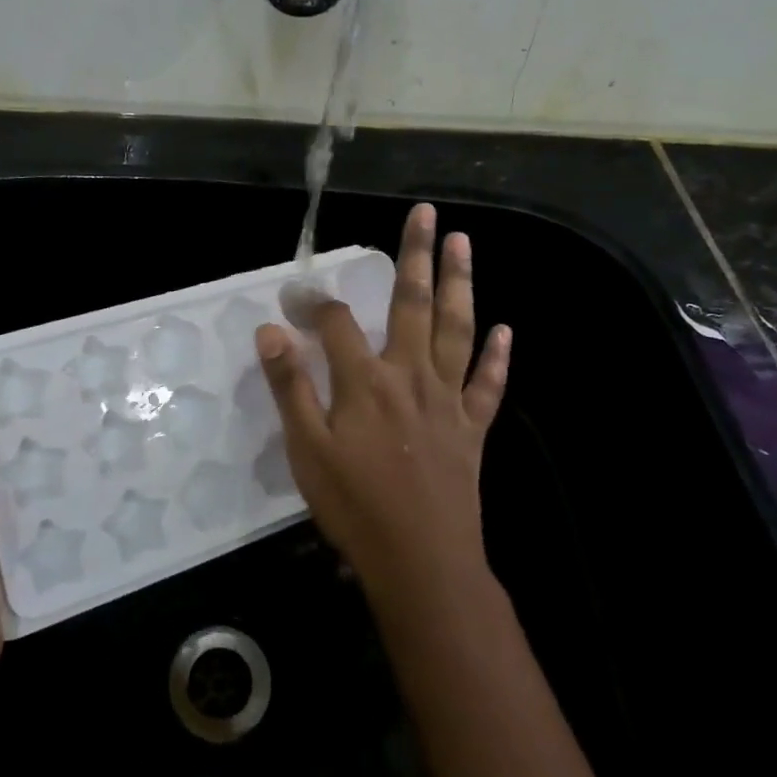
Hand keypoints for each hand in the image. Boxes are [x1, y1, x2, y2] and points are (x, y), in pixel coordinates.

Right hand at [255, 204, 510, 607]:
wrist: (421, 562)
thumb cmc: (355, 506)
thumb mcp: (306, 450)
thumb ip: (290, 386)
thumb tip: (270, 330)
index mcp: (366, 381)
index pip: (336, 322)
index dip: (313, 301)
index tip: (295, 291)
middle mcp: (411, 376)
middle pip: (413, 303)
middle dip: (416, 256)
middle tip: (427, 214)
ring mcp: (447, 400)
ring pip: (457, 330)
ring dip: (461, 284)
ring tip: (464, 243)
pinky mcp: (472, 428)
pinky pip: (488, 385)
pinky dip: (498, 358)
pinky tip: (506, 331)